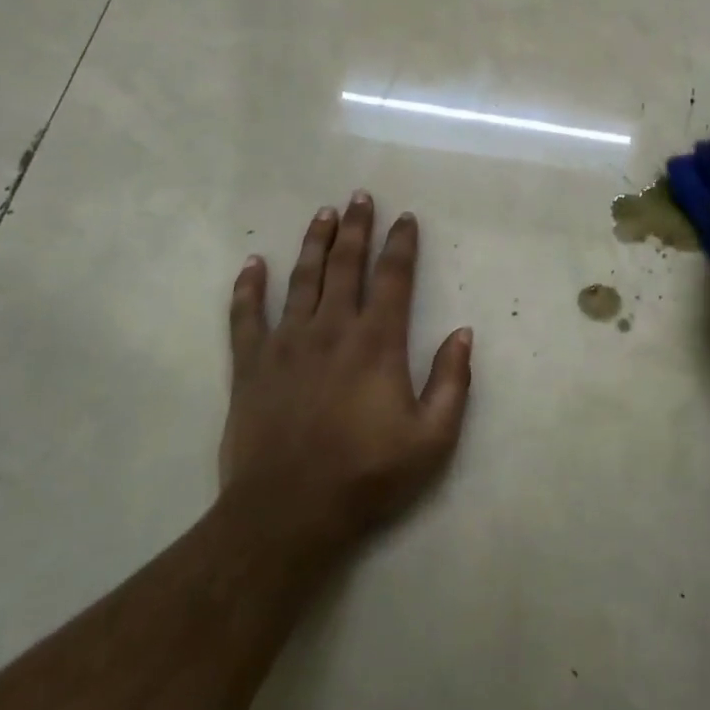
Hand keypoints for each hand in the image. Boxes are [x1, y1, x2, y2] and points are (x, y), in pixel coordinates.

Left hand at [221, 193, 472, 548]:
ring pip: (301, 279)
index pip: (394, 278)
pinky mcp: (250, 365)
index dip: (401, 244)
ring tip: (323, 214)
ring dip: (314, 243)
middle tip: (359, 196)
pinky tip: (253, 264)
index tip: (405, 218)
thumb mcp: (432, 438)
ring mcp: (286, 344)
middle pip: (345, 265)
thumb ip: (452, 381)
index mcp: (377, 343)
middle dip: (356, 227)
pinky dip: (248, 287)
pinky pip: (246, 316)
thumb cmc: (367, 475)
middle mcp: (332, 329)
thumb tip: (463, 333)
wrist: (288, 512)